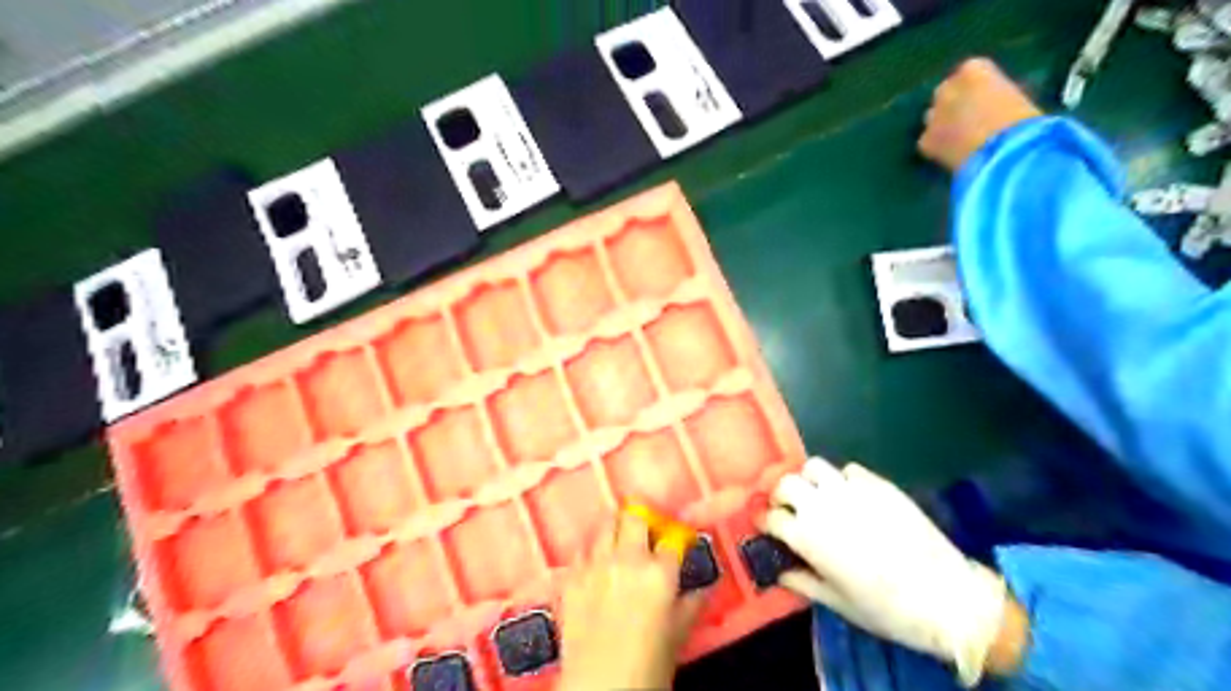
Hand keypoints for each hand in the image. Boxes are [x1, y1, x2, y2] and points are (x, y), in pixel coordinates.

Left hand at [555, 512, 702, 690]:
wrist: (600, 689)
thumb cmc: (647, 667)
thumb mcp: (679, 635)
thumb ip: (693, 605)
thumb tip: (704, 590)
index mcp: (659, 572)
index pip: (672, 537)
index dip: (677, 535)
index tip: (677, 539)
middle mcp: (627, 559)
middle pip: (634, 515)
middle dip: (642, 517)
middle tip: (646, 530)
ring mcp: (595, 565)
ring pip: (605, 525)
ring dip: (615, 530)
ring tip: (619, 542)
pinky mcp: (571, 577)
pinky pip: (581, 550)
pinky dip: (591, 553)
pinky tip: (595, 566)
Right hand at [768, 460, 1015, 684]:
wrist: (946, 598)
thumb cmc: (886, 609)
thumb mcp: (837, 602)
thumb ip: (802, 581)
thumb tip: (781, 570)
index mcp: (807, 537)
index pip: (771, 517)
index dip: (766, 522)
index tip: (768, 527)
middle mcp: (822, 506)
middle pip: (785, 483)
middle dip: (781, 495)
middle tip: (789, 508)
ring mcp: (851, 491)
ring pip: (814, 466)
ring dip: (809, 480)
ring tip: (818, 496)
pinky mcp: (878, 484)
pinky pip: (849, 470)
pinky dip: (843, 480)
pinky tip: (853, 497)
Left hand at [919, 57, 1041, 170]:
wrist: (1006, 153)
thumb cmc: (1024, 122)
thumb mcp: (1017, 97)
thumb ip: (997, 94)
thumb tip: (995, 102)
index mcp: (974, 70)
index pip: (970, 71)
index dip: (978, 86)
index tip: (987, 98)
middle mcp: (947, 89)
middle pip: (946, 92)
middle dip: (954, 103)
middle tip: (969, 120)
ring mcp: (933, 115)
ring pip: (933, 117)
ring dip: (942, 124)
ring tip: (959, 139)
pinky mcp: (925, 141)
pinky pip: (927, 142)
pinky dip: (936, 147)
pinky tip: (951, 155)